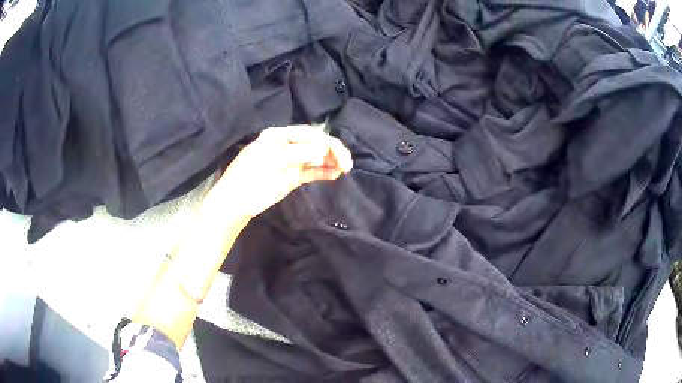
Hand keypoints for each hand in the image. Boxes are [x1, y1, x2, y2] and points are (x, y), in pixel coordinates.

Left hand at [204, 125, 353, 218]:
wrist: (237, 200)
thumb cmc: (251, 173)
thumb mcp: (273, 158)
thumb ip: (300, 153)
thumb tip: (323, 151)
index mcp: (279, 135)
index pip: (308, 133)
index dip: (324, 142)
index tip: (334, 155)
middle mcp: (287, 145)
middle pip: (315, 144)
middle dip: (332, 151)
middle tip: (347, 163)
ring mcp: (291, 162)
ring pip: (316, 157)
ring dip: (331, 161)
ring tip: (345, 168)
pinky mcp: (292, 176)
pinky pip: (312, 171)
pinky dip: (324, 171)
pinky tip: (335, 174)